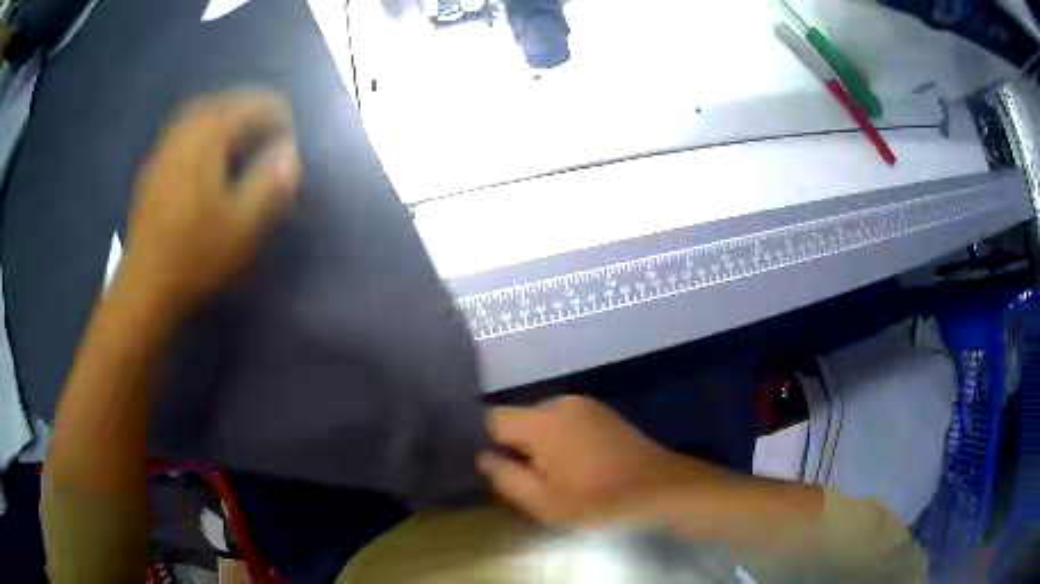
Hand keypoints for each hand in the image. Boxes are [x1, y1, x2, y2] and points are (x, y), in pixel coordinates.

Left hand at [119, 89, 300, 312]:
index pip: (257, 104)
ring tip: (246, 148)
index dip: (281, 122)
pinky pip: (189, 129)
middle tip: (270, 147)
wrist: (145, 286)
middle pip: (231, 101)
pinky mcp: (157, 163)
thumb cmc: (195, 256)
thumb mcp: (243, 225)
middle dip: (256, 117)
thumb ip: (271, 181)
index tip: (288, 154)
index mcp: (209, 134)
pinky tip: (212, 159)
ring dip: (232, 123)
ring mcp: (167, 144)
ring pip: (208, 112)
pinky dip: (209, 134)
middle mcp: (186, 127)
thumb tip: (290, 152)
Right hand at [478, 396, 727, 525]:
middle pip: (516, 418)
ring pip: (540, 421)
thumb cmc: (600, 502)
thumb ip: (504, 477)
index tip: (476, 463)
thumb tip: (481, 456)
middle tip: (514, 478)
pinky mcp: (601, 412)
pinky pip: (563, 422)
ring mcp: (585, 404)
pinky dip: (556, 440)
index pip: (489, 418)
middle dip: (509, 445)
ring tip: (542, 475)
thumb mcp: (544, 502)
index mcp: (542, 421)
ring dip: (534, 444)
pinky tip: (569, 465)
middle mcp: (560, 402)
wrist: (662, 490)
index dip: (477, 440)